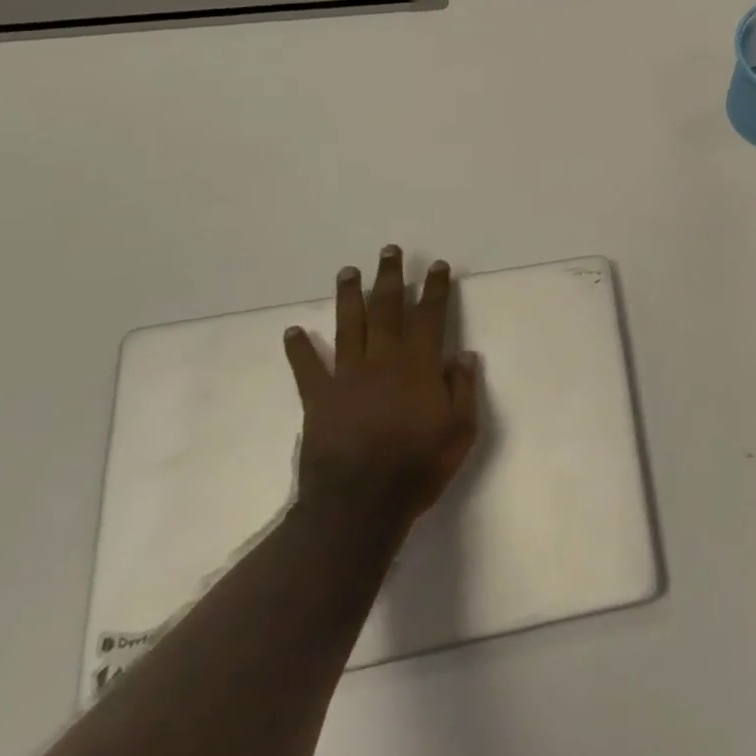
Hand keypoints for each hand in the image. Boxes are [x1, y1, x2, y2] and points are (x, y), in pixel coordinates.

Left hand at [282, 246, 480, 530]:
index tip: (437, 265)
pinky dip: (299, 349)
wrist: (358, 505)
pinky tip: (292, 331)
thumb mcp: (460, 430)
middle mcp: (382, 360)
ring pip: (349, 326)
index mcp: (418, 365)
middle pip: (387, 309)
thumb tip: (462, 355)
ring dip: (349, 296)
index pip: (429, 316)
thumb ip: (463, 389)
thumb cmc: (417, 467)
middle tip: (389, 250)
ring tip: (348, 271)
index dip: (434, 289)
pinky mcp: (319, 399)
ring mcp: (347, 377)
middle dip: (390, 277)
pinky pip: (307, 368)